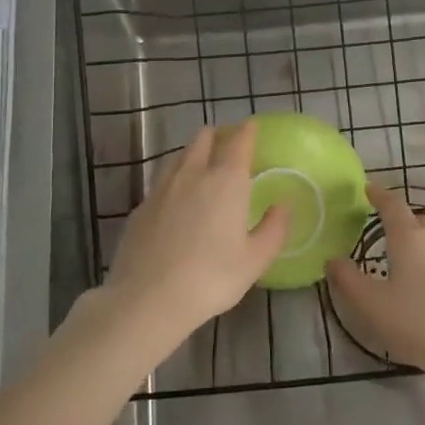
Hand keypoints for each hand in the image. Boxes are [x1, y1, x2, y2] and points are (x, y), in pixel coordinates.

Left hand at [99, 121, 289, 352]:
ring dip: (194, 153)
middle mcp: (193, 174)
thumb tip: (283, 205)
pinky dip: (175, 178)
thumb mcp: (255, 260)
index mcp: (226, 181)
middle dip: (218, 135)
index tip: (252, 126)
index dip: (247, 130)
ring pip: (180, 155)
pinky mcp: (141, 206)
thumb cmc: (211, 278)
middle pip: (204, 139)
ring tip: (203, 165)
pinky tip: (177, 198)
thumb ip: (273, 228)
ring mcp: (162, 188)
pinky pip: (162, 180)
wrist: (148, 299)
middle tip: (229, 144)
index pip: (239, 141)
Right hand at [325, 184, 424, 381]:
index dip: (379, 195)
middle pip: (415, 220)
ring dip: (416, 244)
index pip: (393, 205)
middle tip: (380, 230)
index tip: (368, 188)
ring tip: (401, 262)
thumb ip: (348, 281)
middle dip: (398, 220)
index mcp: (409, 237)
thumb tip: (332, 259)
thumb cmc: (421, 321)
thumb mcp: (373, 305)